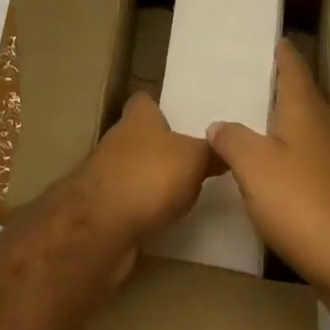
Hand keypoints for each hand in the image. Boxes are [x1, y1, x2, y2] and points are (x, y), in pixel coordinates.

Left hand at [67, 93, 216, 248]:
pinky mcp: (102, 209)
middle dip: (160, 147)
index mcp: (138, 118)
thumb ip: (212, 151)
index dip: (161, 108)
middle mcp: (118, 140)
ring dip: (150, 180)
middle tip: (192, 159)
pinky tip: (162, 219)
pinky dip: (142, 209)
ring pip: (133, 170)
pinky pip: (128, 202)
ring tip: (182, 192)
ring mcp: (106, 175)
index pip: (145, 101)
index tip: (181, 119)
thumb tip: (228, 145)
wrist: (101, 228)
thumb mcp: (194, 159)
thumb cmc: (150, 177)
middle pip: (139, 136)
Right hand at [207, 41, 329, 307]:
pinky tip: (258, 174)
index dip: (280, 50)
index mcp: (304, 110)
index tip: (264, 36)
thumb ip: (232, 140)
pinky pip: (299, 164)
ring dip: (273, 124)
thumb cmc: (306, 203)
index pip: (292, 66)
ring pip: (297, 131)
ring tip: (239, 121)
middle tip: (237, 77)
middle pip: (297, 96)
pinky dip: (278, 160)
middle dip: (272, 85)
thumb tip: (218, 124)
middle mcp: (320, 129)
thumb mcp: (255, 166)